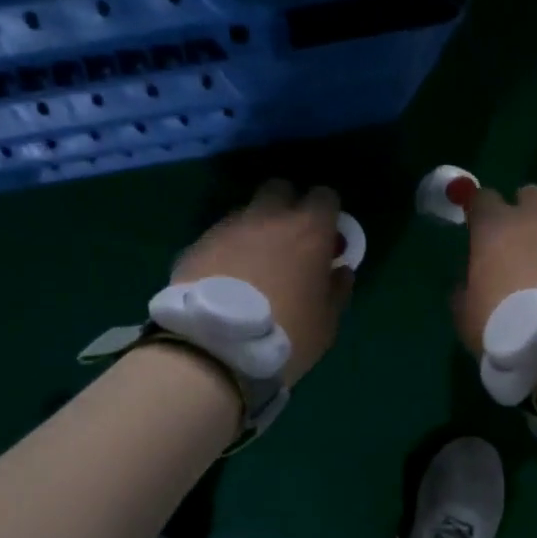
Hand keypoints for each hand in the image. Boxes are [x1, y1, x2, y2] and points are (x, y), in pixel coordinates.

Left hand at [172, 180, 352, 382]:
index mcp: (308, 231)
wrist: (215, 347)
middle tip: (289, 243)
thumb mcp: (326, 323)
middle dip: (287, 207)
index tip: (326, 238)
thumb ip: (337, 290)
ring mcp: (228, 228)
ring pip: (246, 213)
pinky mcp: (197, 245)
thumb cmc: (286, 334)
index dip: (327, 214)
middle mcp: (268, 218)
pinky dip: (226, 251)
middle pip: (280, 190)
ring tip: (252, 266)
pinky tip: (224, 280)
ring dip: (254, 230)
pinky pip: (219, 238)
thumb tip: (339, 271)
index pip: (325, 196)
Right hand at [452, 184, 536, 354]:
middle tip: (526, 244)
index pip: (483, 198)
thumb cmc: (508, 328)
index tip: (482, 231)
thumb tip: (470, 281)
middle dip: (526, 213)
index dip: (482, 213)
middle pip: (530, 195)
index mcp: (495, 227)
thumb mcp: (466, 316)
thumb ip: (465, 289)